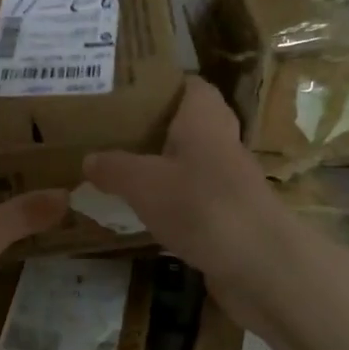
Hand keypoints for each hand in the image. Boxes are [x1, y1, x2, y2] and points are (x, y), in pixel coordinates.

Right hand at [83, 76, 286, 325]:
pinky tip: (142, 214)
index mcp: (204, 119)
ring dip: (162, 167)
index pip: (191, 85)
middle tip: (115, 132)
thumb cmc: (201, 206)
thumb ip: (114, 168)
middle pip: (189, 125)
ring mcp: (228, 183)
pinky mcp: (229, 217)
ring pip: (190, 164)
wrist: (260, 265)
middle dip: (155, 128)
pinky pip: (193, 200)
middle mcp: (221, 143)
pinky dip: (171, 204)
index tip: (127, 91)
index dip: (163, 84)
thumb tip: (88, 160)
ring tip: (120, 171)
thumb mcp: (143, 182)